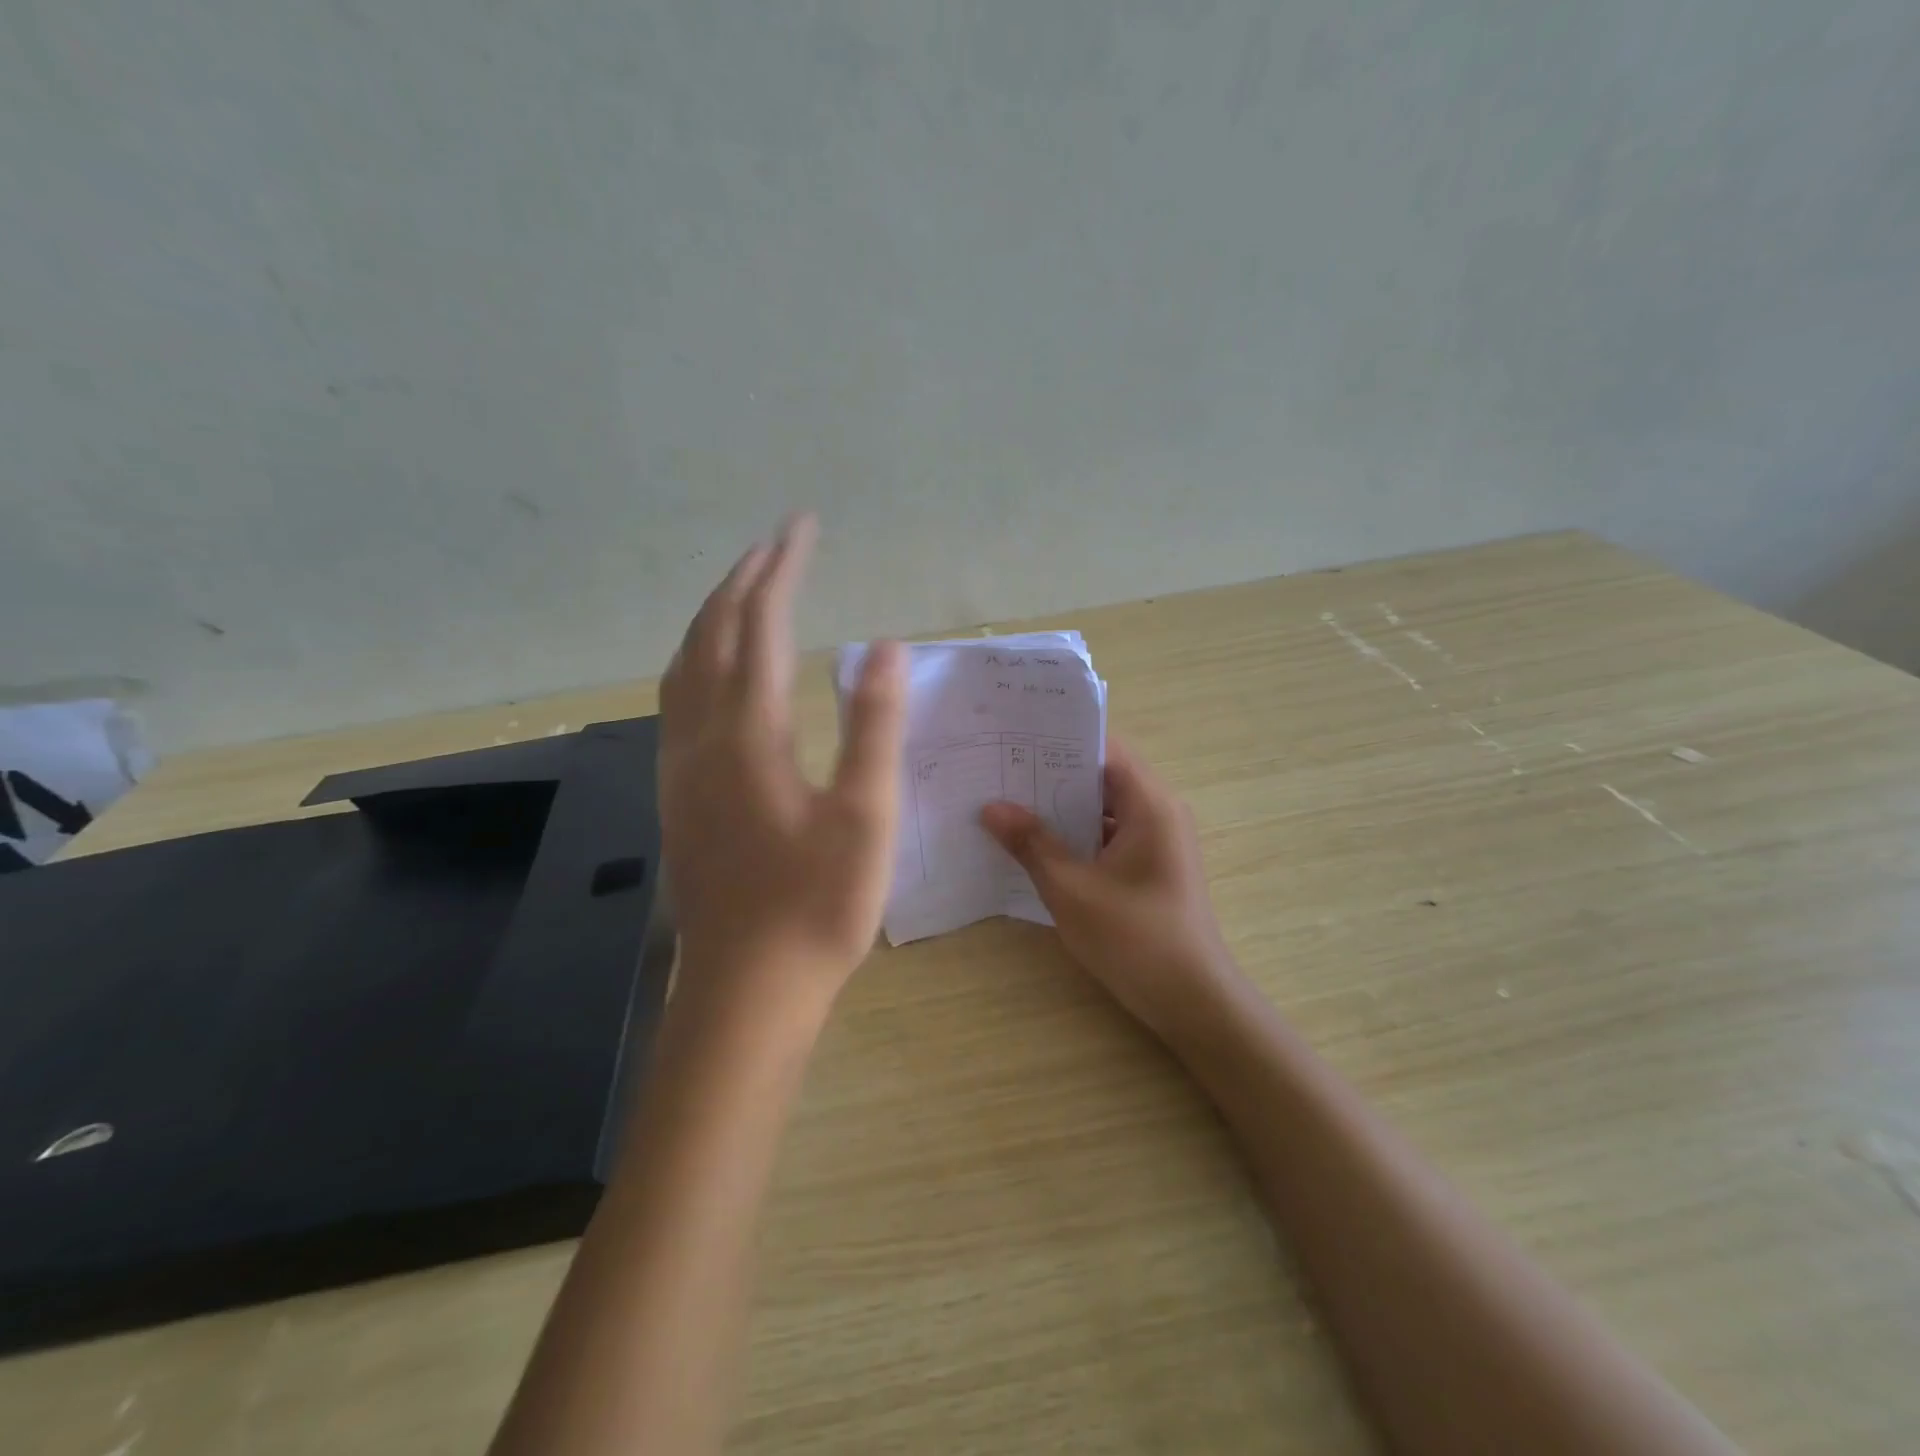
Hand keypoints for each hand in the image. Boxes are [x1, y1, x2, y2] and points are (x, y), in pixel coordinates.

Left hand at [658, 514, 905, 1019]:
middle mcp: (702, 736)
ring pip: (684, 665)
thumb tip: (883, 647)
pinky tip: (713, 670)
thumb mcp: (866, 816)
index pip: (761, 625)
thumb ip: (874, 726)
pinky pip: (677, 699)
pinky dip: (697, 658)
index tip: (801, 526)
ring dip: (713, 616)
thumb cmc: (818, 905)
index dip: (782, 569)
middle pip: (712, 634)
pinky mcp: (678, 793)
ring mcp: (680, 765)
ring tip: (744, 590)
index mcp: (749, 733)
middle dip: (743, 580)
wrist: (746, 987)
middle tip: (777, 544)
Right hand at [980, 738, 1234, 1041]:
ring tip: (1010, 804)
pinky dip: (1079, 835)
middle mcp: (1160, 812)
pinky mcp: (1153, 866)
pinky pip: (1111, 835)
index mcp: (1150, 804)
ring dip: (1063, 808)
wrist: (1193, 1001)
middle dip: (1053, 775)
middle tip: (1001, 771)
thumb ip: (1031, 843)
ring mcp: (1159, 841)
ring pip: (1105, 809)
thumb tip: (991, 807)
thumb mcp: (1071, 889)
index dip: (1060, 740)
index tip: (1015, 740)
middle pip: (1102, 777)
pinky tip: (1039, 845)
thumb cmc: (1134, 938)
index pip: (1104, 749)